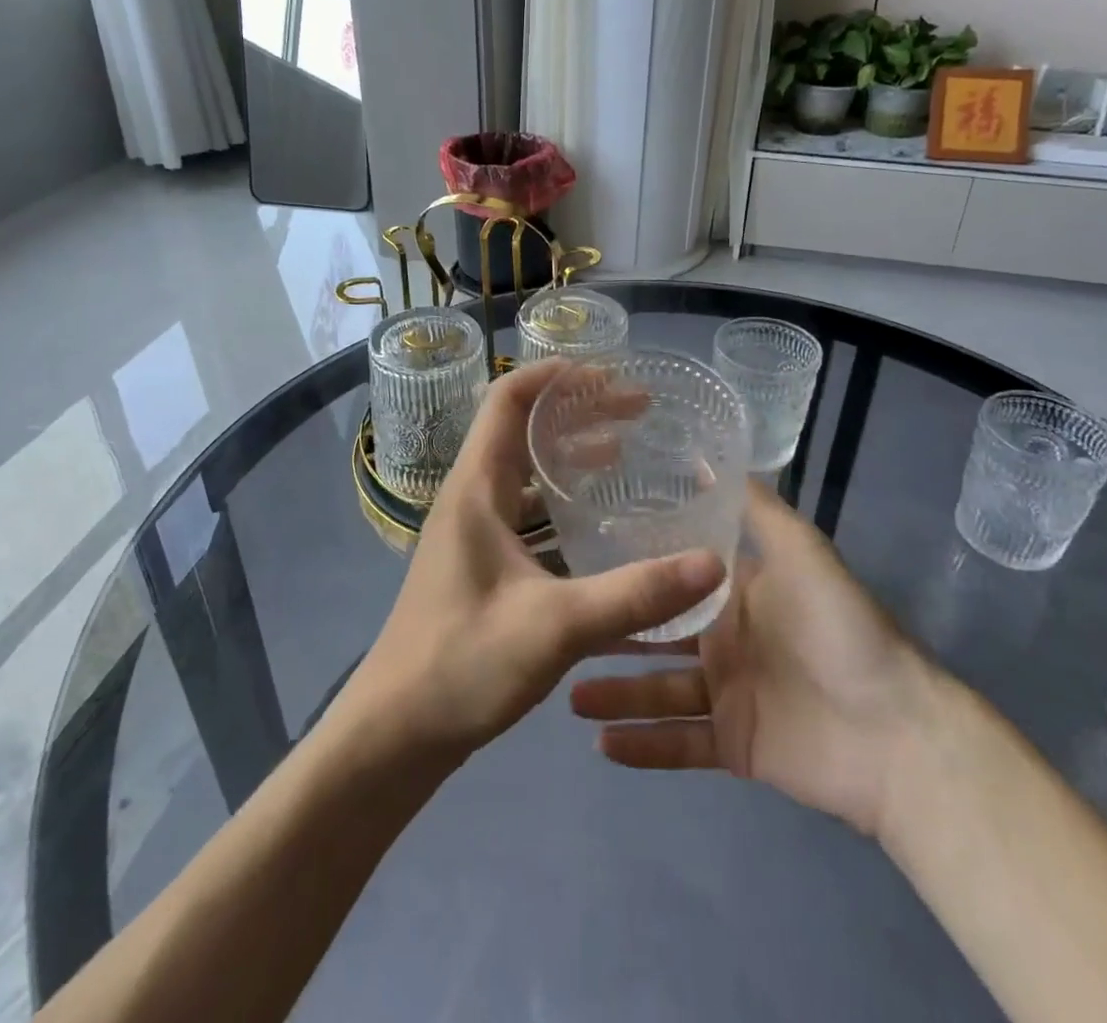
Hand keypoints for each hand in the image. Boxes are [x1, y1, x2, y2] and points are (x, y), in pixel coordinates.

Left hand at [344, 358, 726, 764]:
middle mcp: (470, 498)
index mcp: (475, 489)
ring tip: (625, 450)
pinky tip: (597, 520)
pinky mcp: (480, 563)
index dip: (552, 375)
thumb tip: (712, 563)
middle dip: (576, 411)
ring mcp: (473, 532)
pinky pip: (525, 509)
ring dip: (569, 453)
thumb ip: (634, 595)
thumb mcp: (555, 626)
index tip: (608, 372)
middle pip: (520, 429)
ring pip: (524, 471)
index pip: (506, 400)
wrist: (394, 734)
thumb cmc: (462, 664)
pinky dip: (561, 498)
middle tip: (636, 410)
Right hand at [570, 481, 932, 834]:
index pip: (673, 576)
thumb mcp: (799, 550)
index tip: (580, 554)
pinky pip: (678, 744)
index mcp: (736, 593)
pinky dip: (642, 745)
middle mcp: (725, 639)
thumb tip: (706, 455)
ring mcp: (727, 695)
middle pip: (655, 634)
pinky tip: (601, 743)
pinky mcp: (732, 746)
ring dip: (615, 693)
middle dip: (610, 633)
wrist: (895, 733)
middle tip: (559, 628)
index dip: (633, 567)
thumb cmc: (838, 628)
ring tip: (567, 692)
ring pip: (657, 690)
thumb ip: (754, 506)